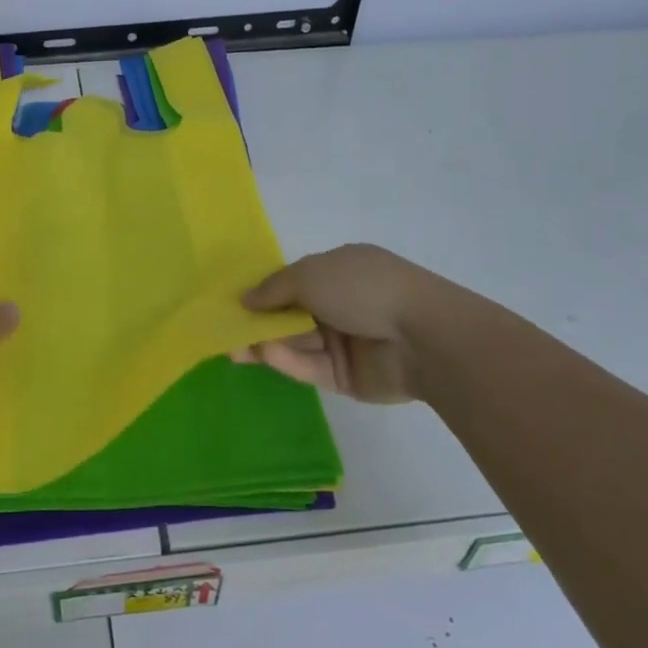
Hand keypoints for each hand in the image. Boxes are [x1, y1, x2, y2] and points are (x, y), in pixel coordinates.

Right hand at [235, 244, 475, 403]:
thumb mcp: (310, 275)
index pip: (293, 281)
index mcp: (338, 271)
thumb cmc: (363, 289)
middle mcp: (341, 304)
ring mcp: (345, 341)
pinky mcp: (346, 376)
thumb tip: (244, 299)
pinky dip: (288, 360)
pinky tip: (266, 355)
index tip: (232, 303)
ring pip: (296, 342)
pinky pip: (310, 367)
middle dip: (259, 322)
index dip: (263, 291)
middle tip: (225, 332)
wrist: (422, 337)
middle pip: (290, 315)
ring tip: (235, 349)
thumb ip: (273, 289)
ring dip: (267, 343)